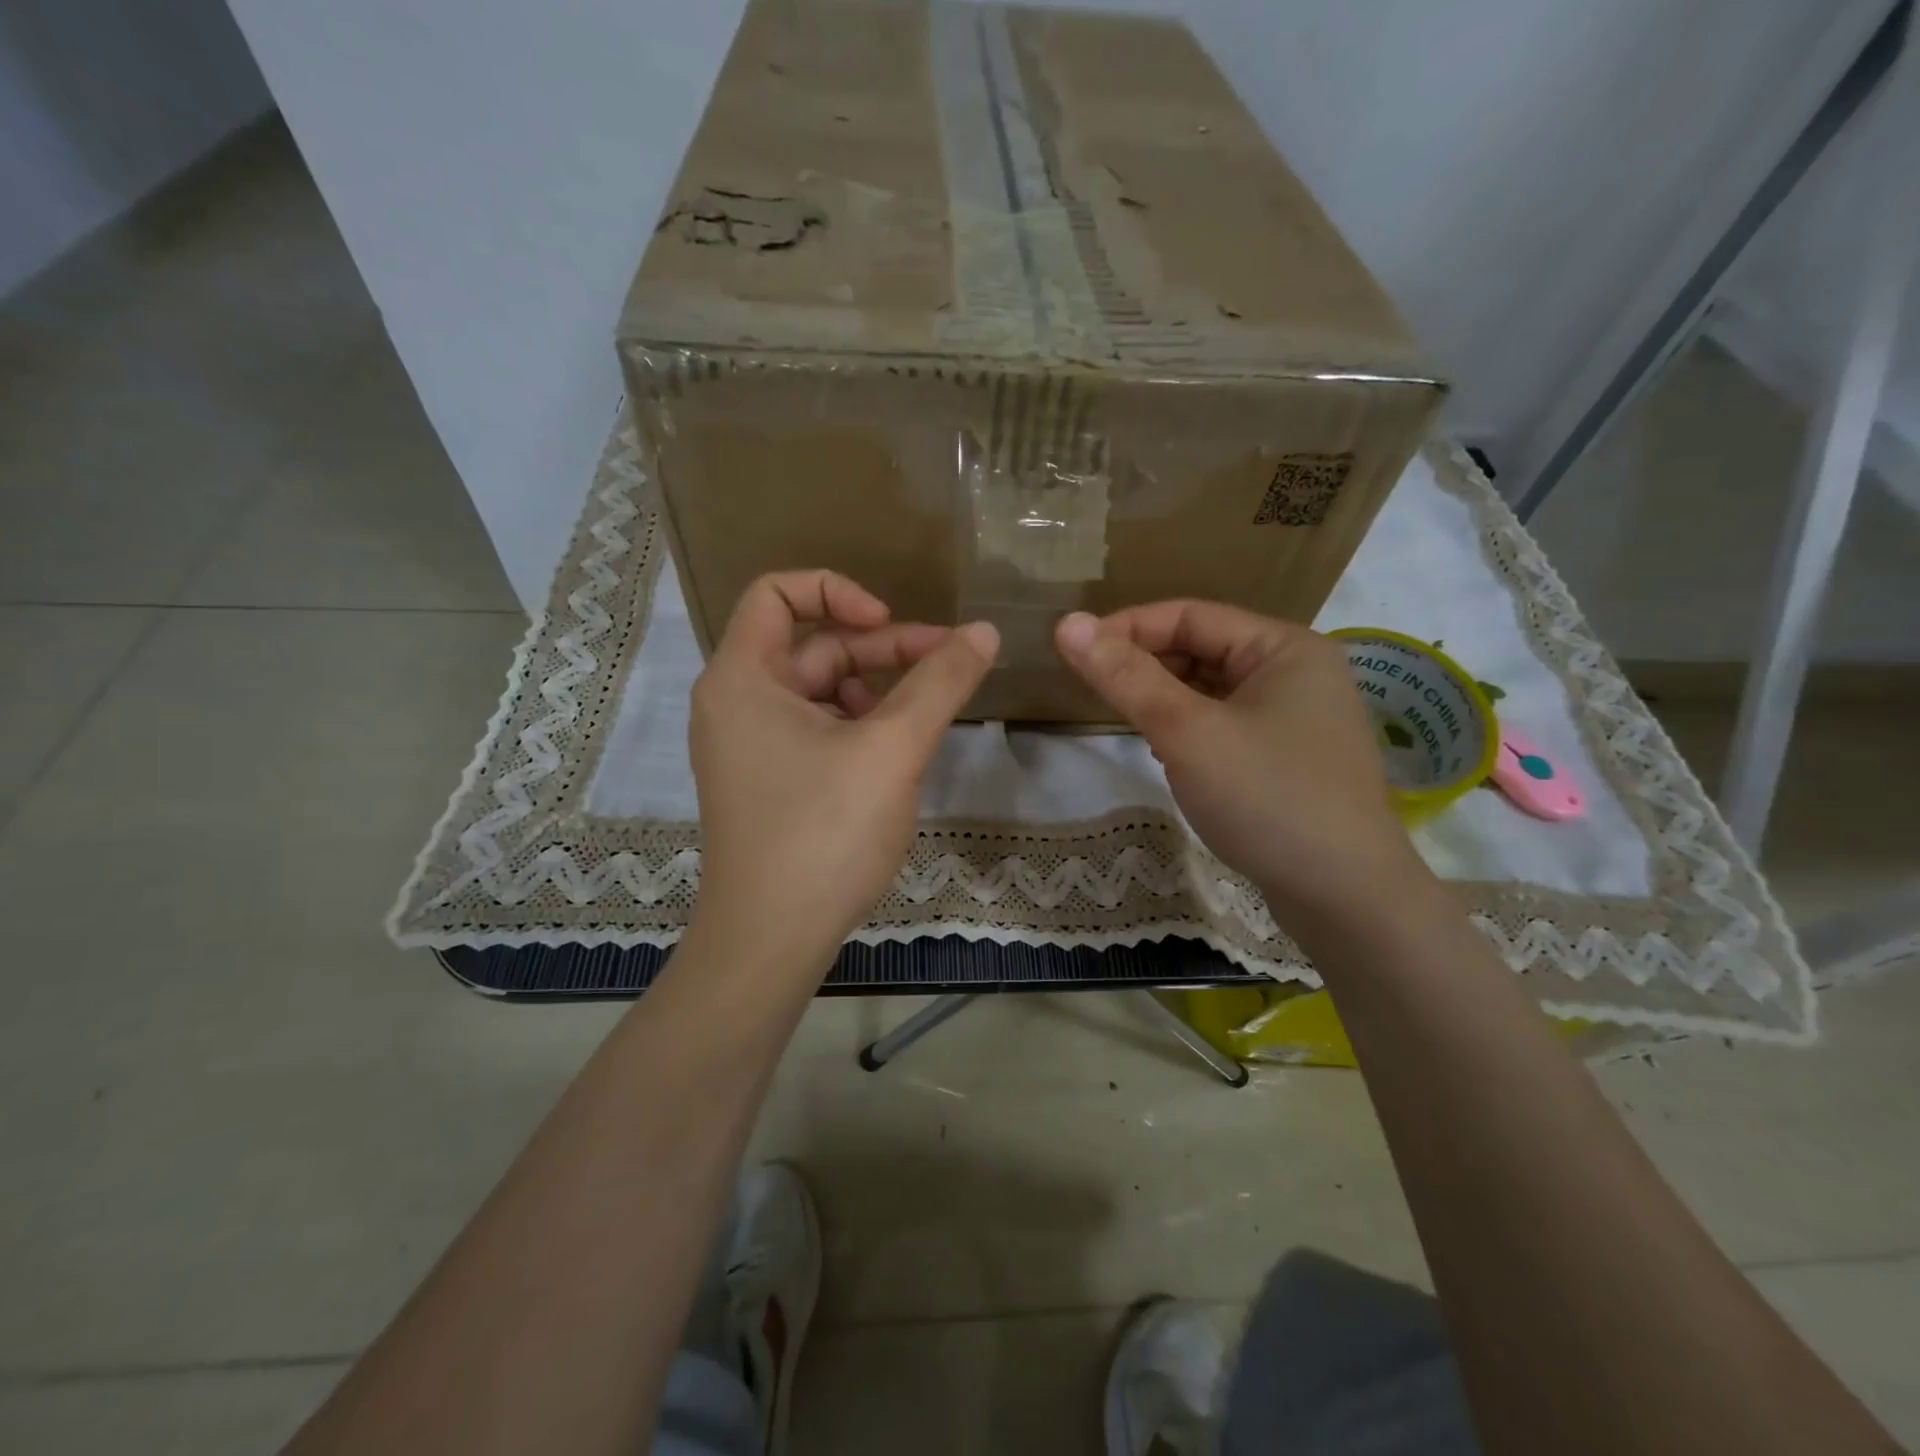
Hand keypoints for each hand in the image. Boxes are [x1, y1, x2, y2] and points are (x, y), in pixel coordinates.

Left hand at [688, 570, 998, 969]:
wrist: (771, 942)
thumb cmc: (824, 833)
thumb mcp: (893, 749)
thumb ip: (941, 683)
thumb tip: (985, 631)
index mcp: (743, 677)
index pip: (778, 592)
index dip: (837, 590)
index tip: (890, 623)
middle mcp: (735, 703)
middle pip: (813, 646)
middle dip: (883, 651)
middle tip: (950, 665)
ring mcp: (750, 747)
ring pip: (821, 693)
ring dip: (877, 692)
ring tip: (926, 719)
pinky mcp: (769, 783)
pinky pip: (817, 732)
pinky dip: (859, 729)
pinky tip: (898, 756)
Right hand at [1054, 602, 1423, 927]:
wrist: (1346, 899)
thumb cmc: (1267, 799)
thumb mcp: (1187, 732)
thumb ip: (1126, 677)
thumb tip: (1067, 624)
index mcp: (1284, 647)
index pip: (1190, 615)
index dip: (1127, 627)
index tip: (1073, 650)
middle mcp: (1297, 673)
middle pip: (1203, 649)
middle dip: (1146, 664)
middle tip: (1090, 686)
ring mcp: (1298, 719)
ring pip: (1212, 691)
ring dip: (1165, 699)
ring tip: (1122, 716)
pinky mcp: (1289, 760)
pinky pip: (1226, 725)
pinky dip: (1189, 729)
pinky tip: (1164, 751)